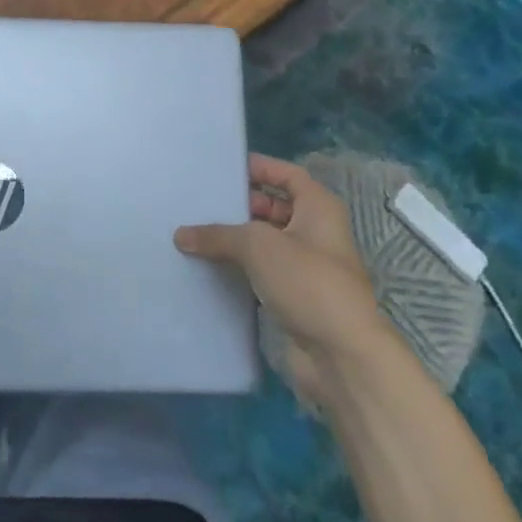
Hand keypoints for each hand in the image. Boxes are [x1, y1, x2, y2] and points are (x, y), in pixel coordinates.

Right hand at [176, 154, 385, 397]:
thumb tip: (181, 235)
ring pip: (265, 242)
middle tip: (199, 202)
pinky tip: (207, 267)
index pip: (286, 174)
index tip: (222, 168)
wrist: (341, 354)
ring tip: (194, 232)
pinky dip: (238, 268)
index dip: (259, 167)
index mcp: (318, 208)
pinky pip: (261, 272)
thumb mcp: (258, 246)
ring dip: (235, 239)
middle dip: (240, 205)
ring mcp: (305, 266)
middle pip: (273, 207)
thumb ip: (218, 235)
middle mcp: (315, 232)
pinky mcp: (294, 296)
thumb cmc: (308, 283)